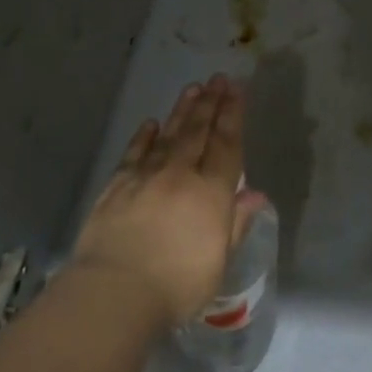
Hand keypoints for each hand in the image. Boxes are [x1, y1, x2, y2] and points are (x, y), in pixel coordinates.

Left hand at [70, 75, 268, 326]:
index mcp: (210, 192)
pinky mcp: (116, 187)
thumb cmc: (176, 285)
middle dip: (210, 103)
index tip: (237, 90)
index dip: (233, 115)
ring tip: (192, 88)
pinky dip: (144, 137)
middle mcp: (180, 175)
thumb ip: (236, 223)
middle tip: (218, 79)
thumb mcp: (219, 262)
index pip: (226, 145)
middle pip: (198, 132)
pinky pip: (134, 154)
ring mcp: (145, 177)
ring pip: (168, 136)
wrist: (115, 292)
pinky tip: (151, 123)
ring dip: (182, 111)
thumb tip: (256, 194)